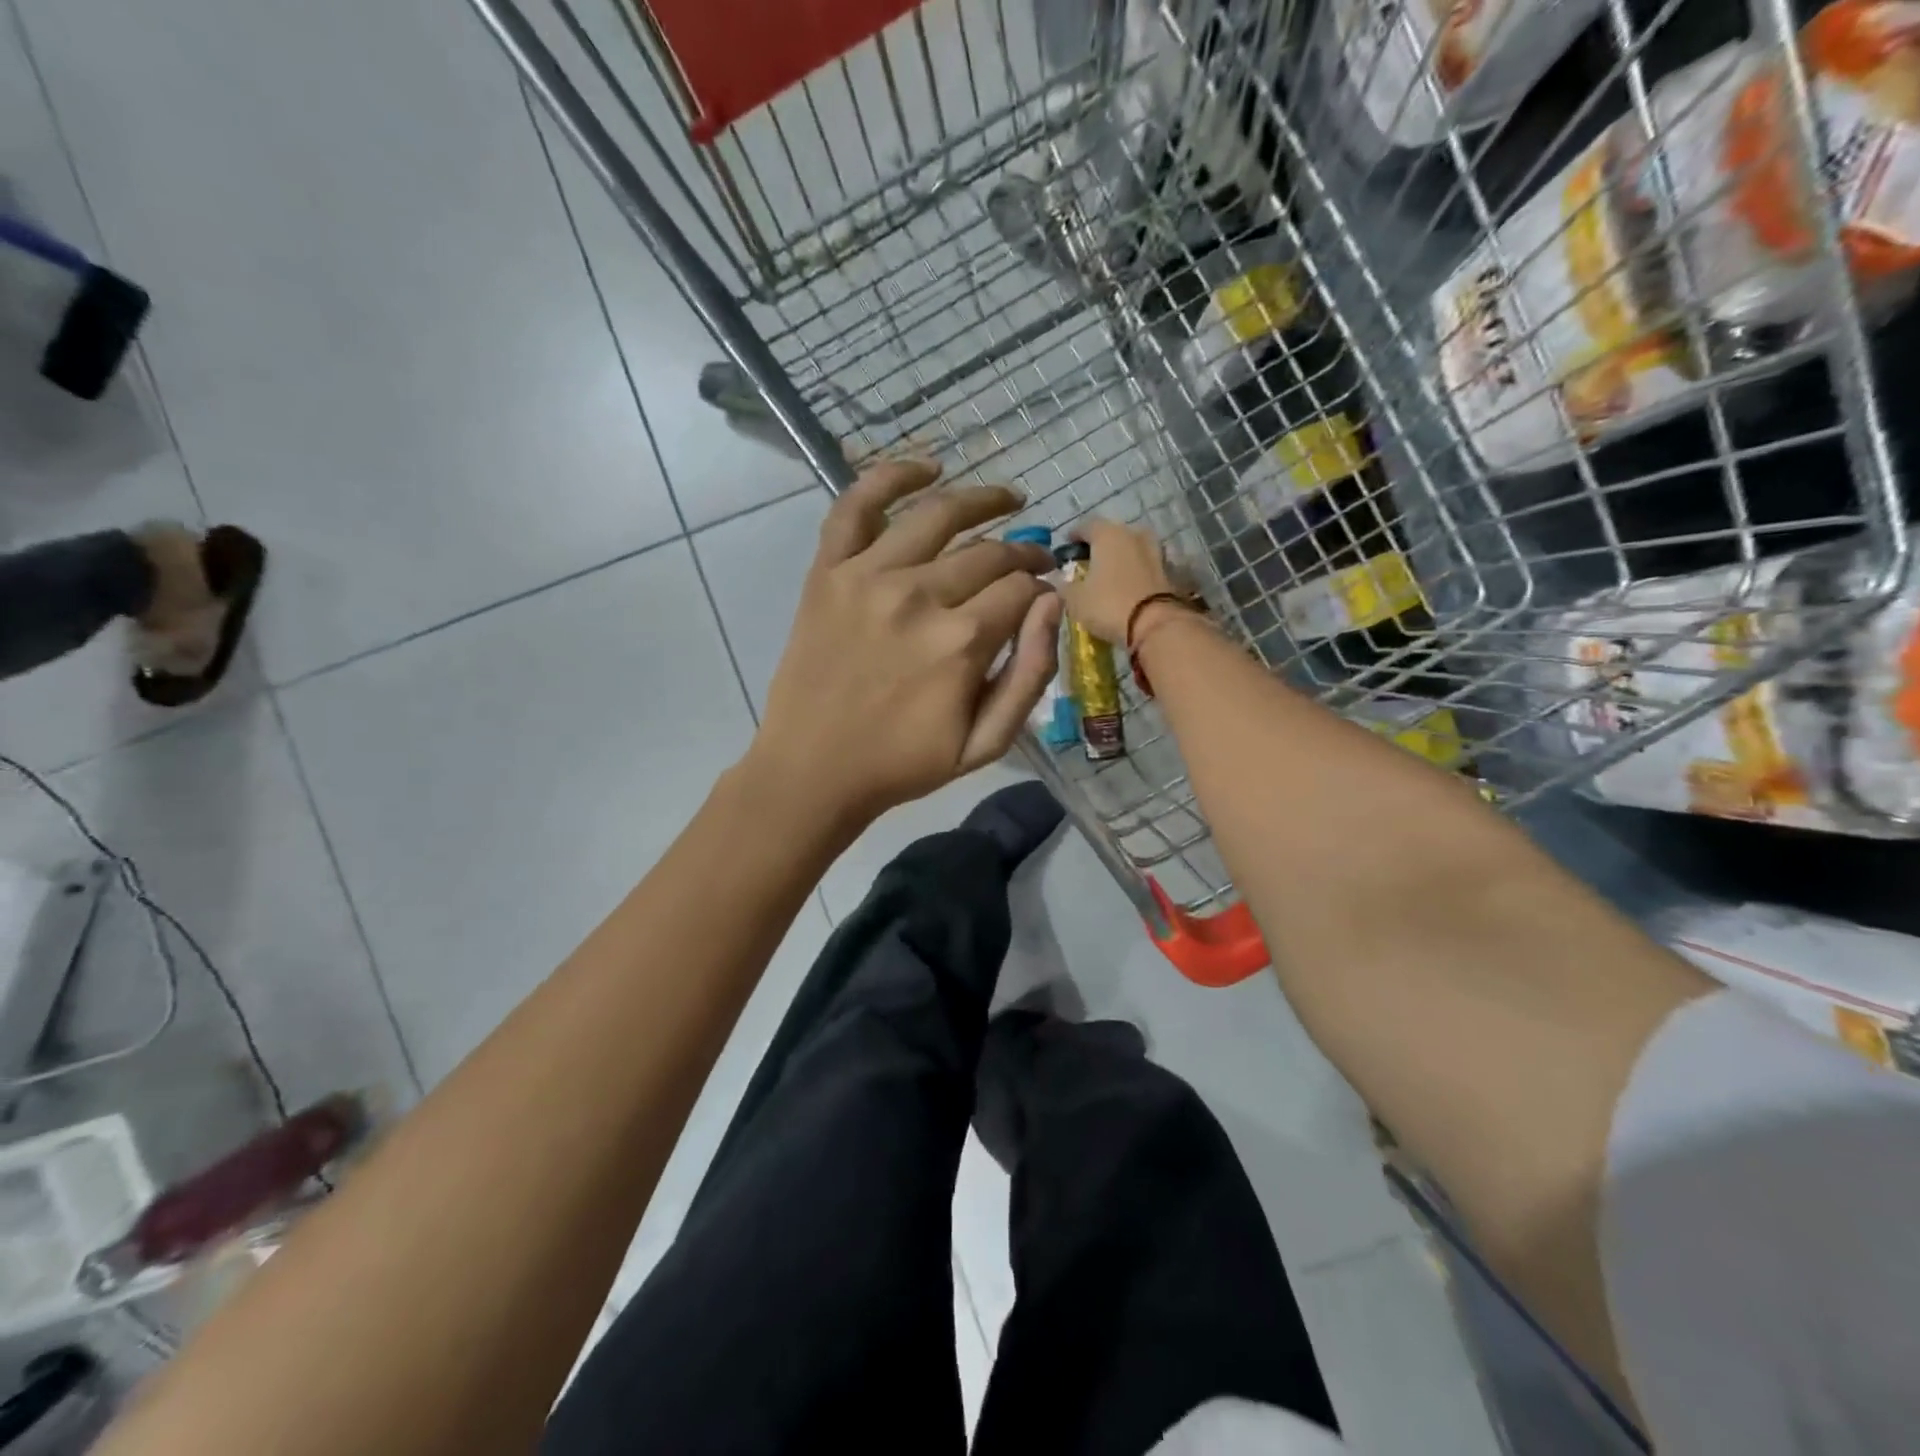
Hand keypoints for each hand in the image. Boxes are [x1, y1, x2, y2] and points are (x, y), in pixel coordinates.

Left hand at [750, 460, 1062, 827]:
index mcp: (961, 642)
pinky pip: (856, 505)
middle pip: (988, 551)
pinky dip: (892, 476)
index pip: (1020, 587)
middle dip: (1022, 550)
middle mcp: (918, 595)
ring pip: (937, 514)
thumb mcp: (986, 743)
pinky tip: (927, 467)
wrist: (813, 769)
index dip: (1041, 585)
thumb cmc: (903, 764)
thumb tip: (1052, 603)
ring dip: (981, 499)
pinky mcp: (828, 572)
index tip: (1044, 591)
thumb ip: (1030, 674)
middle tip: (1033, 554)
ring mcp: (867, 577)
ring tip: (1006, 497)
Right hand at [1054, 517, 1178, 643]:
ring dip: (1120, 558)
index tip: (1066, 549)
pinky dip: (1135, 572)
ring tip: (1108, 576)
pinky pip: (1145, 566)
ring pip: (1131, 548)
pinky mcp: (1169, 571)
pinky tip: (1127, 586)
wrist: (1156, 625)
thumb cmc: (1108, 605)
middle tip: (1087, 564)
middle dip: (1099, 547)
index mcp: (1108, 534)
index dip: (1074, 536)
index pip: (1086, 526)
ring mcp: (1155, 550)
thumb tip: (1062, 580)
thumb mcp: (1074, 599)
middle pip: (1112, 534)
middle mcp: (1133, 534)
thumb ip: (1065, 585)